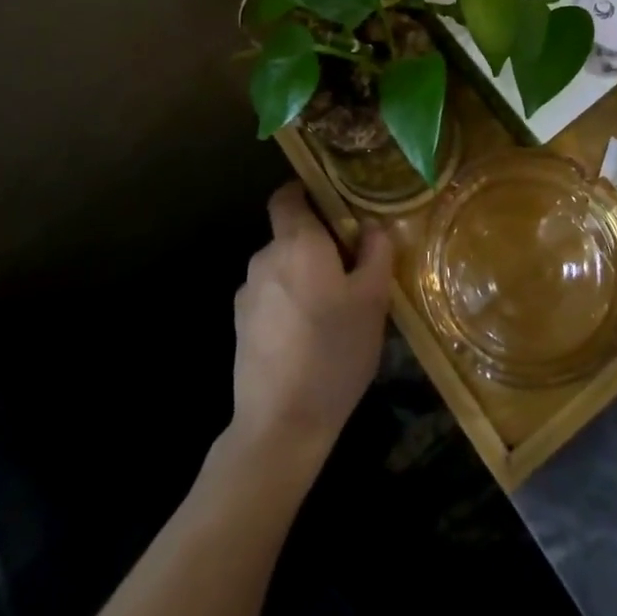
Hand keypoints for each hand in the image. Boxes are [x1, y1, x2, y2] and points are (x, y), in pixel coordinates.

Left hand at [229, 183, 392, 463]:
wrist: (281, 424)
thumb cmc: (334, 351)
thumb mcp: (373, 300)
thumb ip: (375, 252)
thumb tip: (371, 226)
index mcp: (297, 243)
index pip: (288, 195)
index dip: (307, 191)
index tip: (335, 204)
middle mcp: (265, 258)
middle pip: (290, 233)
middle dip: (318, 242)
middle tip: (352, 267)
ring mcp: (248, 294)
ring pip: (282, 267)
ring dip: (304, 275)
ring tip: (334, 307)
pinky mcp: (241, 326)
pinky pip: (271, 296)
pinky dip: (289, 302)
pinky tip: (310, 335)